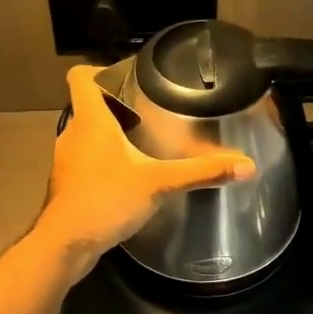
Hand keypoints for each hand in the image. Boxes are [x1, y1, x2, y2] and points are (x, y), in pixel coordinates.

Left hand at [35, 65, 256, 278]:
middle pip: (88, 105)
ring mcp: (66, 160)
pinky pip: (86, 160)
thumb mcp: (159, 183)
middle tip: (150, 109)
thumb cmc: (106, 200)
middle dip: (116, 104)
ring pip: (87, 134)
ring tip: (143, 141)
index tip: (128, 75)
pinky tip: (128, 175)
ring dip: (110, 134)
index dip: (99, 69)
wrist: (66, 244)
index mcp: (90, 121)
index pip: (80, 77)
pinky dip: (104, 160)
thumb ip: (201, 172)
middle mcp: (72, 134)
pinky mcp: (67, 184)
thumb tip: (246, 165)